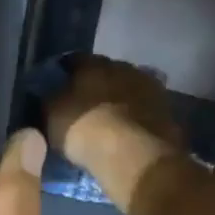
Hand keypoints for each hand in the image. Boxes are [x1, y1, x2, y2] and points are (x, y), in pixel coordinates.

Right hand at [44, 55, 181, 175]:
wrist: (133, 154)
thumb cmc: (84, 129)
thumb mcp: (52, 115)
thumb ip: (49, 99)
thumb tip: (48, 92)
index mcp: (93, 63)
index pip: (74, 60)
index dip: (65, 72)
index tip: (59, 85)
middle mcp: (123, 66)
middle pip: (106, 71)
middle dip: (97, 84)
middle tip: (86, 103)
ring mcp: (149, 87)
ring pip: (129, 88)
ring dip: (120, 99)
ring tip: (111, 118)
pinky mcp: (167, 110)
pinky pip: (145, 108)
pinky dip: (137, 115)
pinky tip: (131, 130)